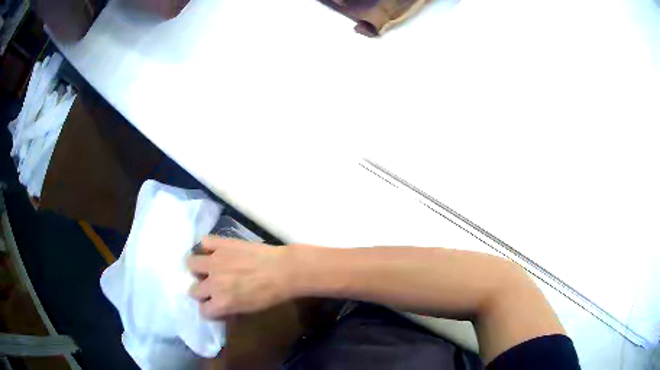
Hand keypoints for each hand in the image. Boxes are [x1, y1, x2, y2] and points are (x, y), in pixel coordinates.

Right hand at [187, 237, 294, 317]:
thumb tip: (220, 307)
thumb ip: (229, 308)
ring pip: (191, 263)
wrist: (284, 270)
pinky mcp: (221, 244)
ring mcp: (214, 261)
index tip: (215, 305)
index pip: (203, 311)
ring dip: (198, 268)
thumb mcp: (249, 309)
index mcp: (221, 303)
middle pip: (193, 290)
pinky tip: (215, 250)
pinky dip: (207, 246)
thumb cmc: (271, 295)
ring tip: (209, 267)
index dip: (209, 308)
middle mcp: (213, 283)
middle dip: (201, 290)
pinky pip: (204, 242)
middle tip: (213, 286)